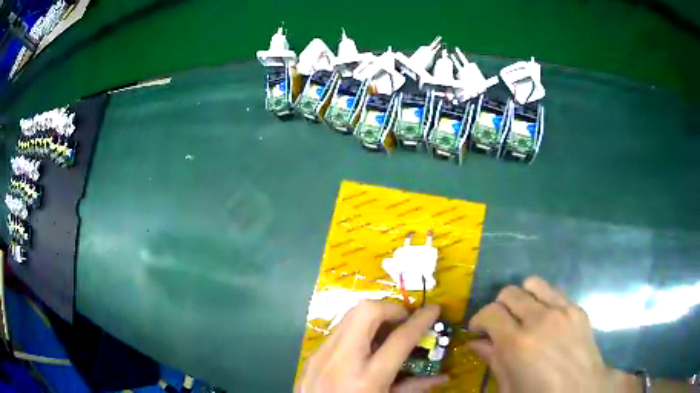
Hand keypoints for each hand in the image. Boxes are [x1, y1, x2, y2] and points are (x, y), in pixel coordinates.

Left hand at [296, 301, 448, 392]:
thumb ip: (414, 388)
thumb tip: (444, 376)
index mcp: (368, 378)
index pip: (400, 339)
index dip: (421, 320)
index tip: (433, 309)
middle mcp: (342, 360)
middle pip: (367, 312)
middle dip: (390, 308)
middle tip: (403, 320)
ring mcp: (322, 355)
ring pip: (349, 315)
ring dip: (372, 317)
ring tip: (385, 332)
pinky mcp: (311, 355)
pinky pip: (337, 332)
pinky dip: (355, 331)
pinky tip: (362, 347)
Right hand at [468, 276, 621, 392]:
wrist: (581, 390)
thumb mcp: (508, 386)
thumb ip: (492, 359)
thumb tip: (476, 342)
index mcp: (517, 344)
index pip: (490, 312)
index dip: (479, 319)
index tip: (478, 330)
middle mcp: (539, 319)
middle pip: (510, 292)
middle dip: (499, 307)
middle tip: (501, 324)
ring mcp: (562, 310)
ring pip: (533, 283)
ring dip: (523, 297)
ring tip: (524, 316)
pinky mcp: (577, 308)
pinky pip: (554, 292)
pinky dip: (544, 301)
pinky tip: (546, 320)